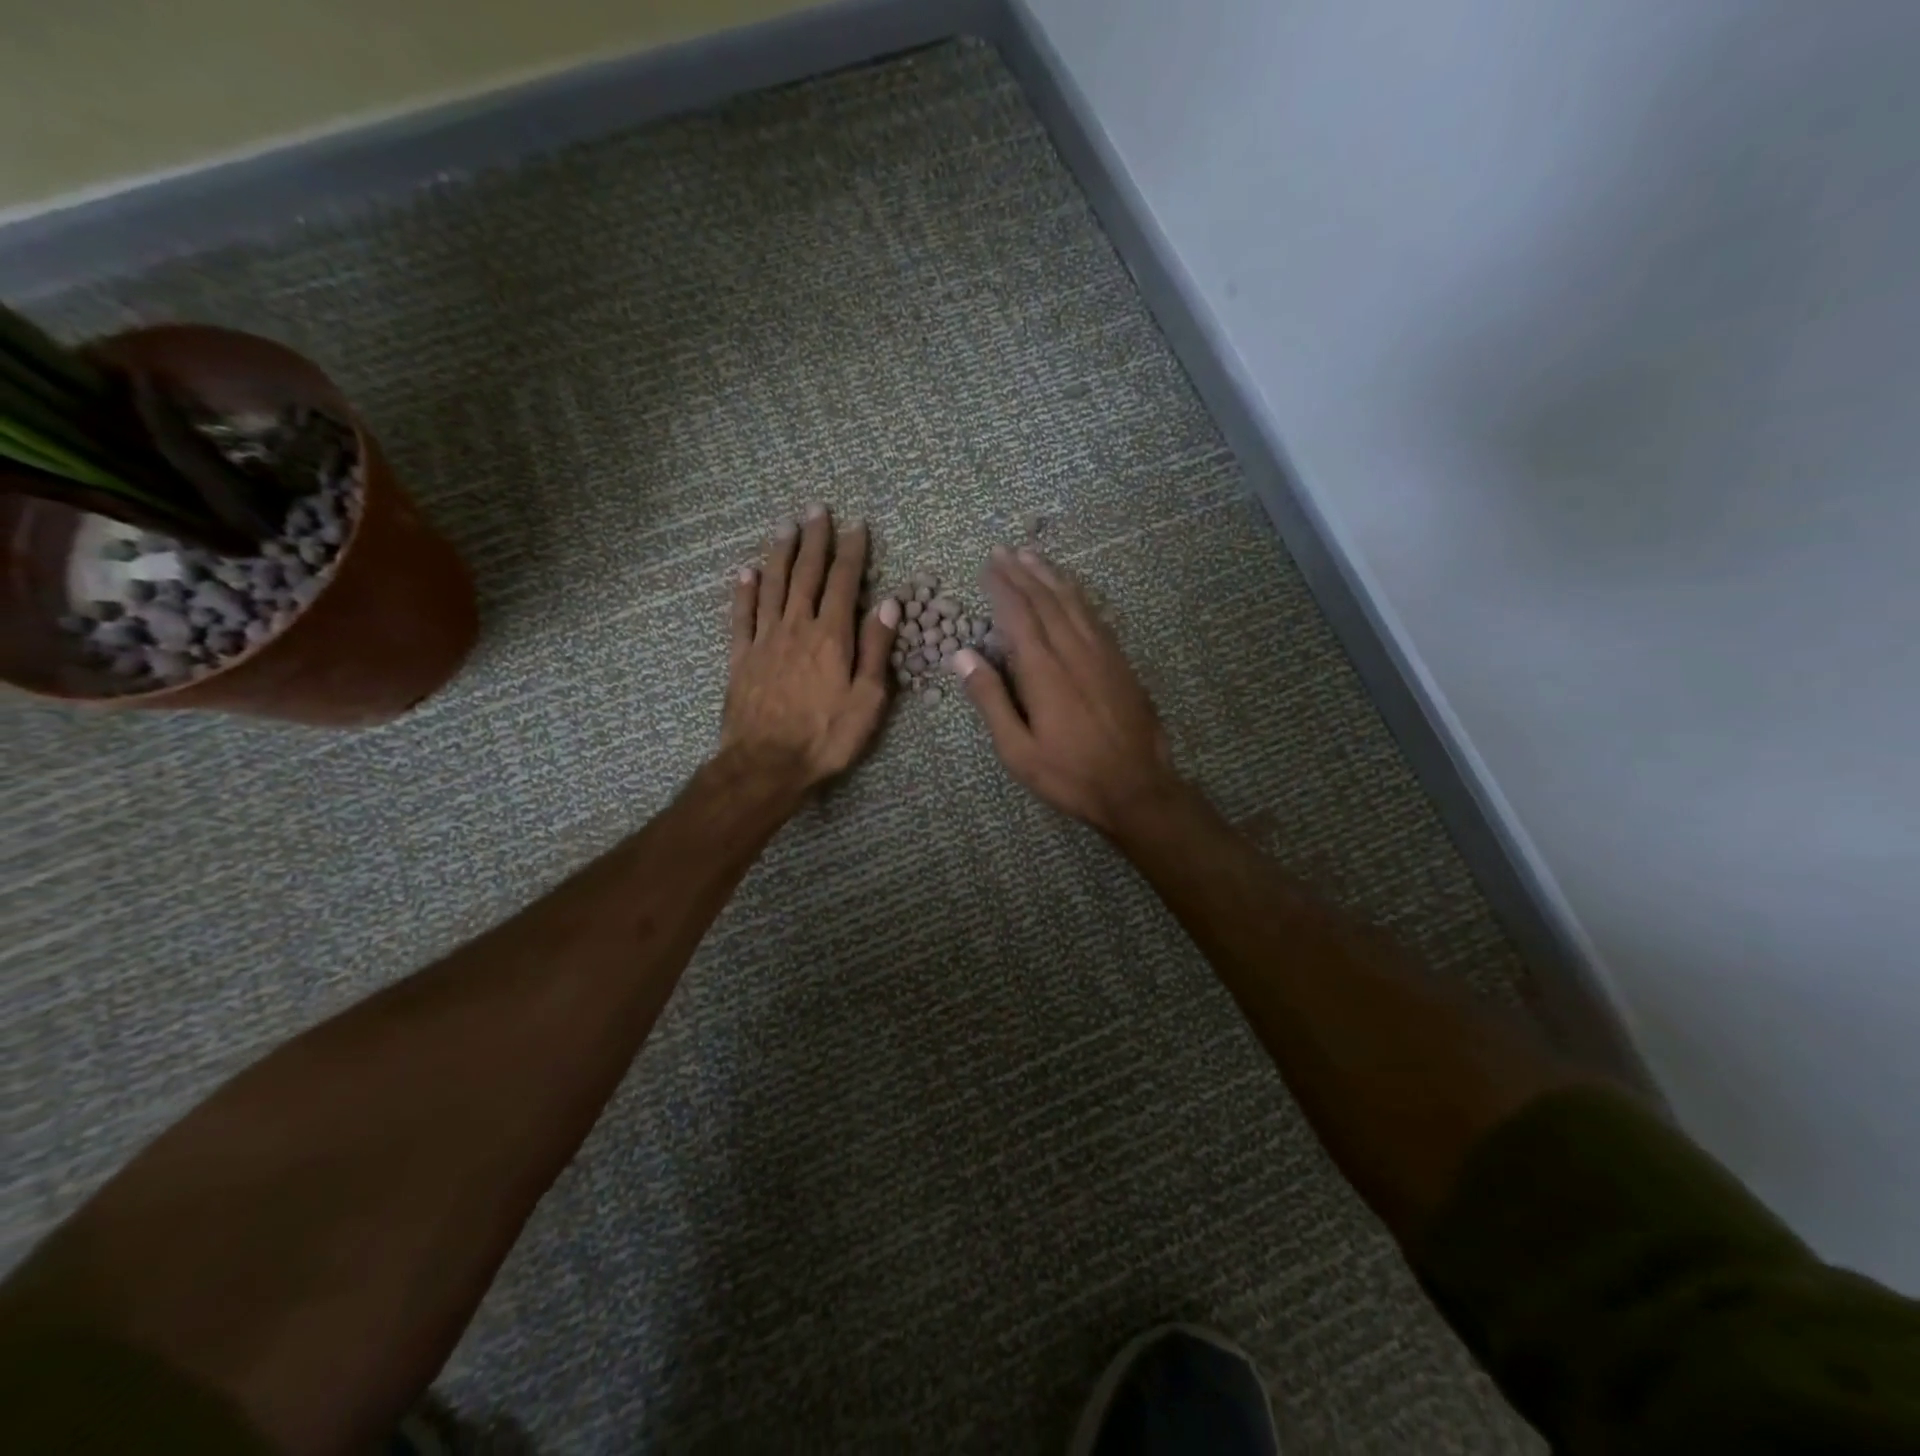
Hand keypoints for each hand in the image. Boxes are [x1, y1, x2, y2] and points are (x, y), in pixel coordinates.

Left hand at [721, 504, 900, 789]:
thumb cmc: (826, 737)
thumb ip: (875, 649)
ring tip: (785, 526)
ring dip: (780, 553)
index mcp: (831, 637)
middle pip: (805, 575)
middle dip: (813, 540)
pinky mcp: (740, 657)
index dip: (851, 552)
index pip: (843, 583)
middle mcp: (796, 628)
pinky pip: (742, 616)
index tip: (855, 525)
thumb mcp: (867, 699)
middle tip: (816, 509)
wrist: (766, 764)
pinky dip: (744, 591)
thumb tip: (888, 603)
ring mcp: (764, 640)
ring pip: (772, 586)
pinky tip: (746, 571)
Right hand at [954, 546, 1180, 833]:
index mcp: (1043, 671)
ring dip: (1050, 577)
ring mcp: (1102, 654)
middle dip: (1022, 573)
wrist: (1137, 787)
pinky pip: (1095, 617)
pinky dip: (1078, 597)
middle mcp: (1073, 651)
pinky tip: (1071, 591)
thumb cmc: (1069, 774)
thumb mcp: (1018, 749)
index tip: (987, 566)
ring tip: (1033, 557)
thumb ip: (991, 700)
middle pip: (1045, 600)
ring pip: (1073, 603)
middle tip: (1004, 551)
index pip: (1018, 615)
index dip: (1002, 587)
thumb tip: (963, 655)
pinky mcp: (1120, 663)